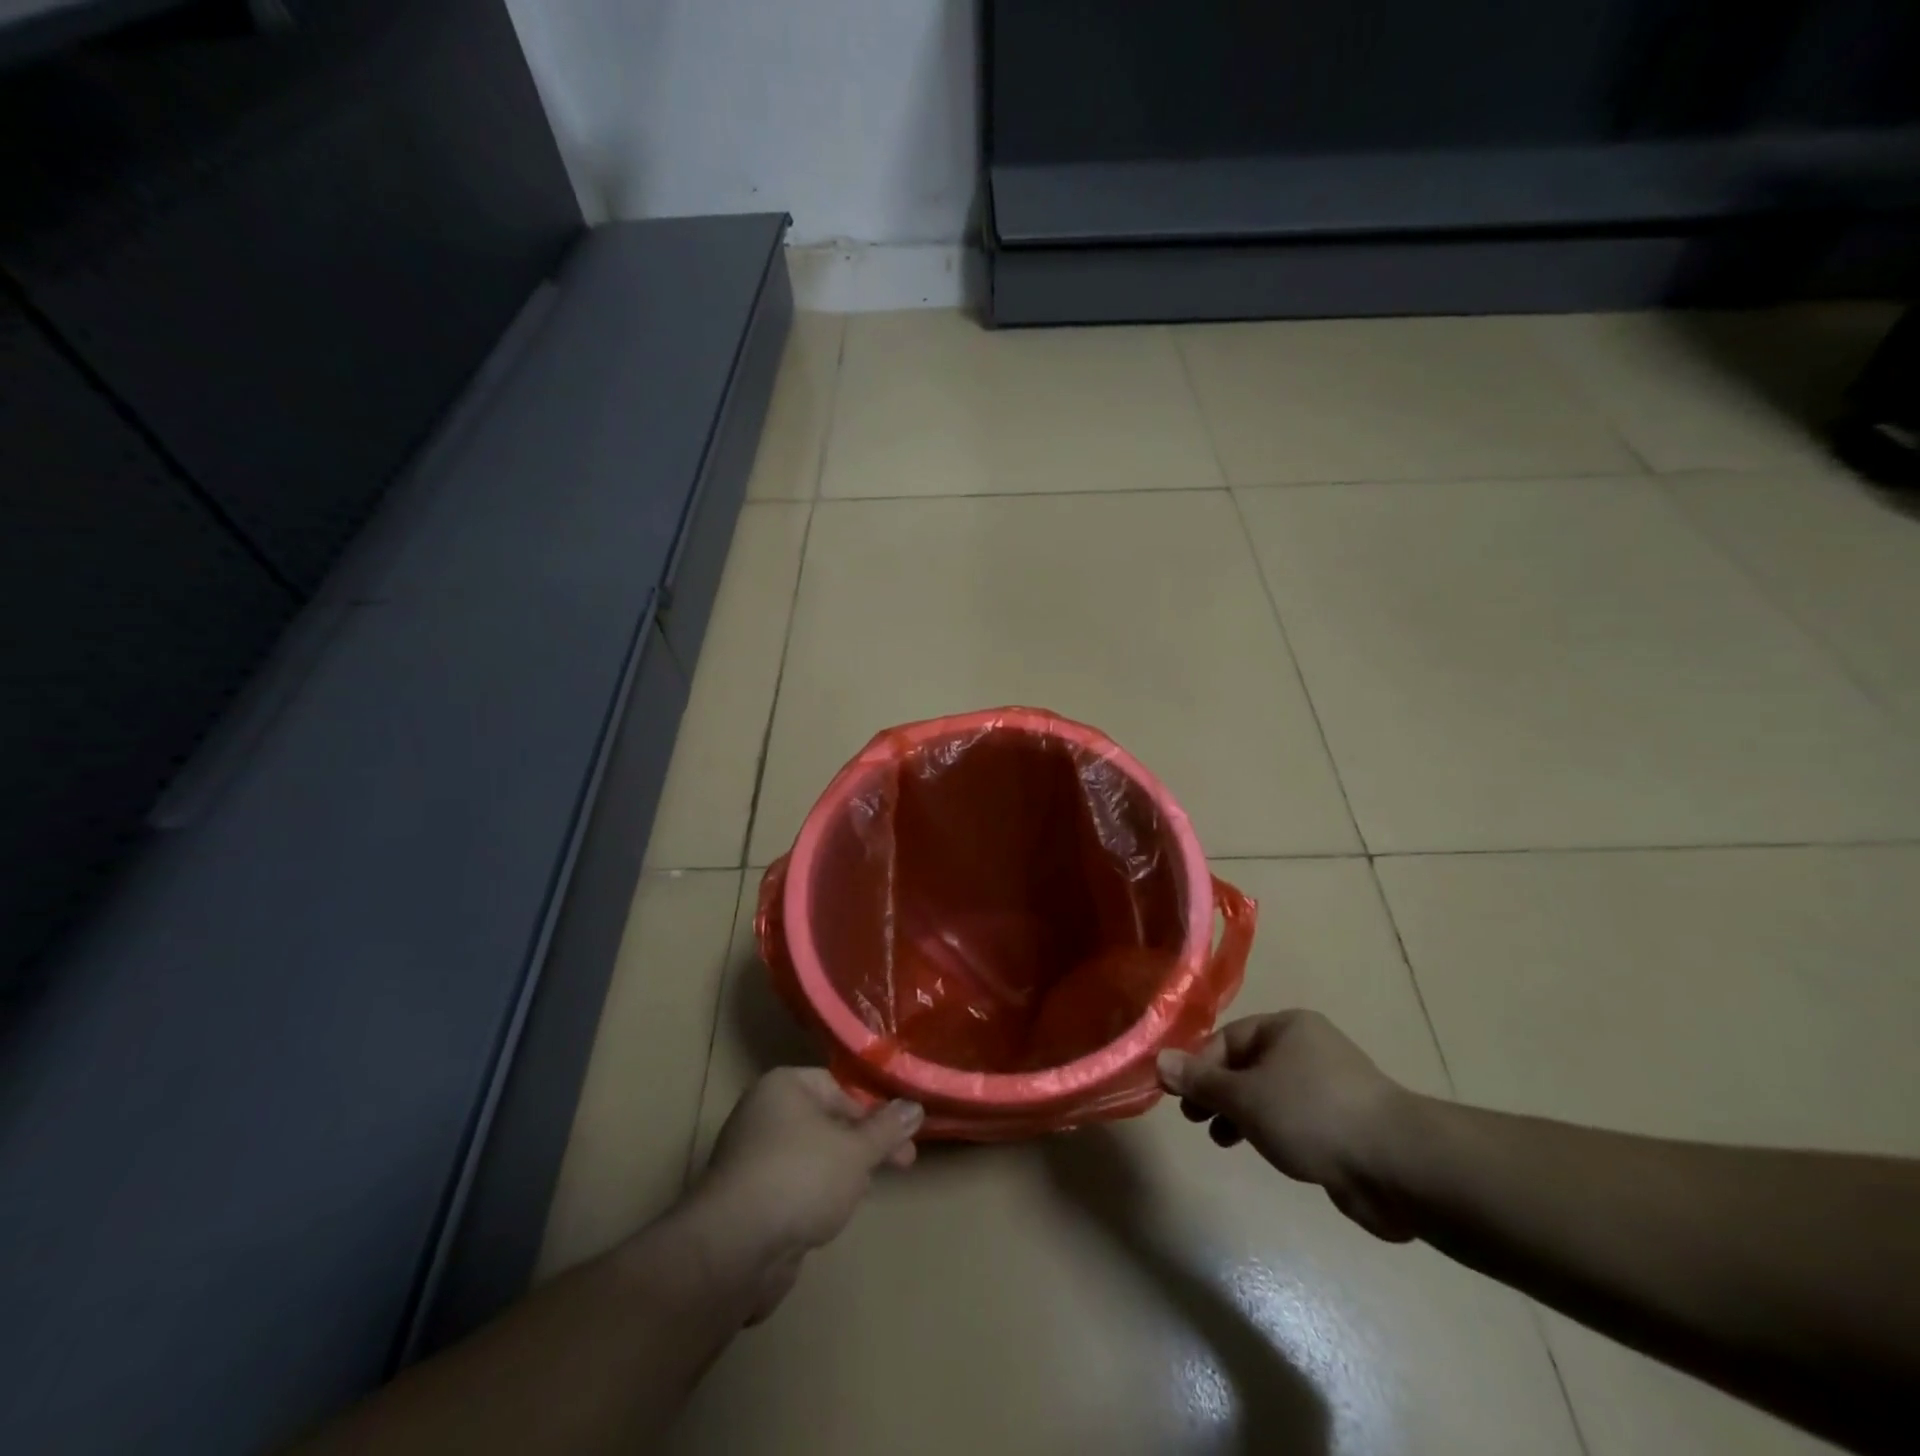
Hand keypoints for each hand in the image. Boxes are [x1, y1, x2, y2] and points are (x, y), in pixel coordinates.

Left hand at [688, 1068, 922, 1320]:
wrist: (735, 1248)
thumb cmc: (801, 1178)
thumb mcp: (857, 1150)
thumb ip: (888, 1129)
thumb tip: (915, 1106)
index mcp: (784, 1087)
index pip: (839, 1087)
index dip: (873, 1112)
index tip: (901, 1139)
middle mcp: (762, 1114)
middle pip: (825, 1122)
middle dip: (863, 1145)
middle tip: (900, 1165)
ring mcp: (749, 1158)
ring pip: (810, 1157)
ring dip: (839, 1174)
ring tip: (860, 1196)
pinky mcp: (744, 1200)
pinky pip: (790, 1187)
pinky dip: (812, 1198)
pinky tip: (826, 1220)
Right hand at [1157, 1011, 1415, 1241]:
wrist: (1398, 1167)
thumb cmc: (1311, 1115)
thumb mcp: (1245, 1097)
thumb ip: (1200, 1081)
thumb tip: (1159, 1061)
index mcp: (1286, 1027)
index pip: (1226, 1039)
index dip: (1198, 1066)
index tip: (1178, 1097)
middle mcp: (1307, 1048)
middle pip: (1246, 1064)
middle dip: (1217, 1091)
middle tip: (1195, 1119)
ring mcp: (1328, 1086)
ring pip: (1268, 1093)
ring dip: (1240, 1113)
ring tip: (1222, 1139)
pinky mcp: (1344, 1123)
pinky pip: (1293, 1117)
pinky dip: (1270, 1129)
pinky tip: (1263, 1150)